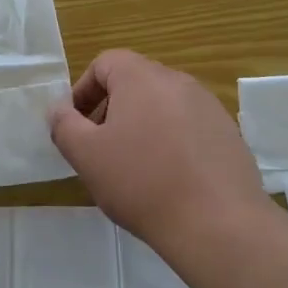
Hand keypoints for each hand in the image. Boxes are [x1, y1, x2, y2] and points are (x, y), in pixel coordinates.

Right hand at [48, 49, 266, 246]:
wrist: (218, 223)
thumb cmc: (142, 182)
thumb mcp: (86, 155)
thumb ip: (63, 124)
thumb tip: (59, 108)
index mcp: (142, 77)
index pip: (105, 63)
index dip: (83, 90)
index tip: (76, 125)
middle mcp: (178, 81)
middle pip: (135, 82)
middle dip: (111, 110)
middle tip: (100, 149)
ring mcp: (209, 107)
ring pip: (163, 105)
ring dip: (142, 126)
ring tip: (134, 168)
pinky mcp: (229, 134)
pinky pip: (189, 127)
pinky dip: (171, 142)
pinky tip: (168, 179)